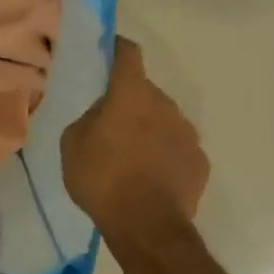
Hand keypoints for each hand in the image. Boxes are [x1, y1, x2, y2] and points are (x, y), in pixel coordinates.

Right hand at [61, 37, 208, 240]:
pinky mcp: (200, 161)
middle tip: (110, 127)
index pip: (128, 54)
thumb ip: (90, 118)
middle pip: (145, 93)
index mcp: (131, 93)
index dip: (117, 49)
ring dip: (148, 130)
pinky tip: (151, 179)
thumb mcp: (73, 143)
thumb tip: (103, 115)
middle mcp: (164, 104)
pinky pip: (177, 149)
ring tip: (131, 159)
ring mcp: (187, 132)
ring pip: (163, 121)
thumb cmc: (102, 177)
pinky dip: (165, 156)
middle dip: (129, 103)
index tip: (109, 50)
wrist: (146, 225)